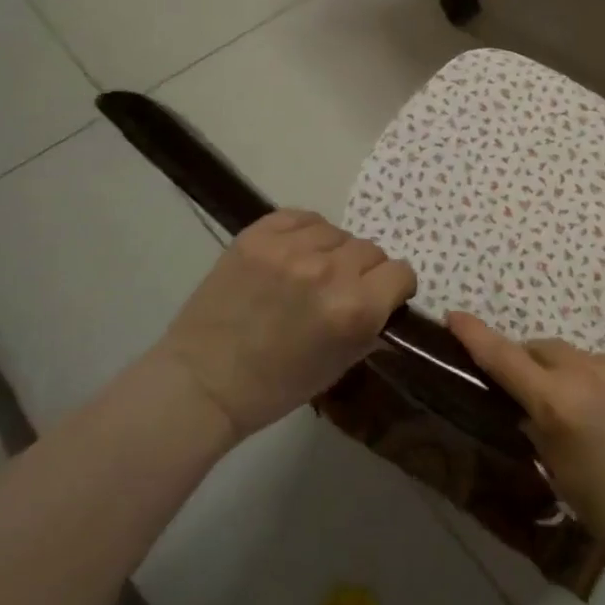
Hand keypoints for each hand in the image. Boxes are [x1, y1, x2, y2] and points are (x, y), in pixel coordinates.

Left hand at [150, 211, 415, 443]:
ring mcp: (290, 249)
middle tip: (338, 292)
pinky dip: (304, 233)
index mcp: (356, 309)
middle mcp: (330, 272)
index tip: (380, 298)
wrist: (203, 382)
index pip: (401, 272)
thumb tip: (388, 302)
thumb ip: (372, 326)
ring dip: (332, 252)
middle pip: (371, 250)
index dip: (394, 288)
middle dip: (363, 272)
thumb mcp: (342, 364)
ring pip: (337, 232)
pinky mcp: (257, 236)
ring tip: (309, 273)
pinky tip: (292, 254)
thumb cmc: (277, 386)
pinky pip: (301, 217)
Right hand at [448, 312, 604, 590]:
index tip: (455, 316)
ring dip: (583, 381)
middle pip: (548, 350)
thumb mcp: (565, 479)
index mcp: (561, 404)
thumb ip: (541, 432)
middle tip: (537, 397)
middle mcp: (594, 371)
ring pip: (590, 362)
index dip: (476, 336)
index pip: (506, 359)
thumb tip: (530, 410)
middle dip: (535, 366)